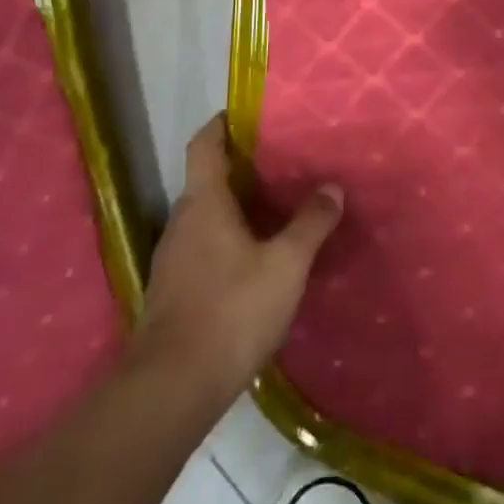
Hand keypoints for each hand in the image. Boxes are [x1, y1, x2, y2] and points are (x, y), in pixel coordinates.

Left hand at [138, 115, 343, 406]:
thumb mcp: (285, 264)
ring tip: (274, 209)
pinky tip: (255, 260)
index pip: (204, 145)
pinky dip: (228, 240)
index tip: (243, 114)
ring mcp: (173, 259)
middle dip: (239, 169)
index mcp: (203, 202)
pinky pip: (203, 247)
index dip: (221, 124)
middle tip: (279, 164)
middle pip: (206, 180)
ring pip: (205, 217)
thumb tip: (332, 187)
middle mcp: (182, 222)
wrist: (171, 389)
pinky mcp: (173, 292)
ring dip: (235, 207)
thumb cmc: (231, 310)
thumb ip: (310, 223)